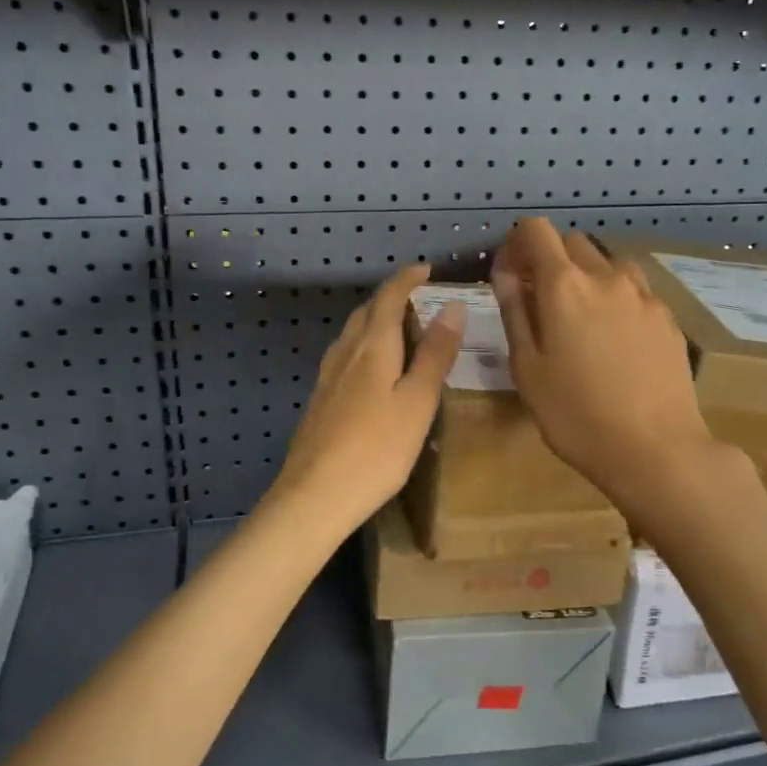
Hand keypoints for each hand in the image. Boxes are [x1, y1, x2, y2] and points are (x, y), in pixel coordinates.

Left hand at [268, 264, 464, 536]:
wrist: (315, 496)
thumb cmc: (377, 449)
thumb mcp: (418, 401)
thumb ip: (435, 354)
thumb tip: (451, 306)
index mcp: (372, 347)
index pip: (389, 297)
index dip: (407, 279)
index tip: (427, 269)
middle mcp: (345, 353)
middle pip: (366, 312)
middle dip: (391, 298)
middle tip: (419, 300)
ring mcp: (327, 378)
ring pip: (352, 335)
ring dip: (375, 322)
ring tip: (399, 330)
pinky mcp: (320, 401)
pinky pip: (344, 357)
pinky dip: (364, 347)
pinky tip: (371, 371)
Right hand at [491, 219, 720, 510]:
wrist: (657, 449)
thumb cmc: (576, 415)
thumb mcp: (528, 369)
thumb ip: (515, 312)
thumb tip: (505, 273)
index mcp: (564, 286)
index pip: (535, 231)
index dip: (516, 244)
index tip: (509, 275)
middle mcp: (607, 277)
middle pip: (572, 242)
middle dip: (550, 260)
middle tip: (540, 302)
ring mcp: (644, 295)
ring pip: (608, 264)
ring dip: (587, 277)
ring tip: (580, 320)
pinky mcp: (668, 318)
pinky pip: (634, 291)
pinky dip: (615, 299)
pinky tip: (614, 341)